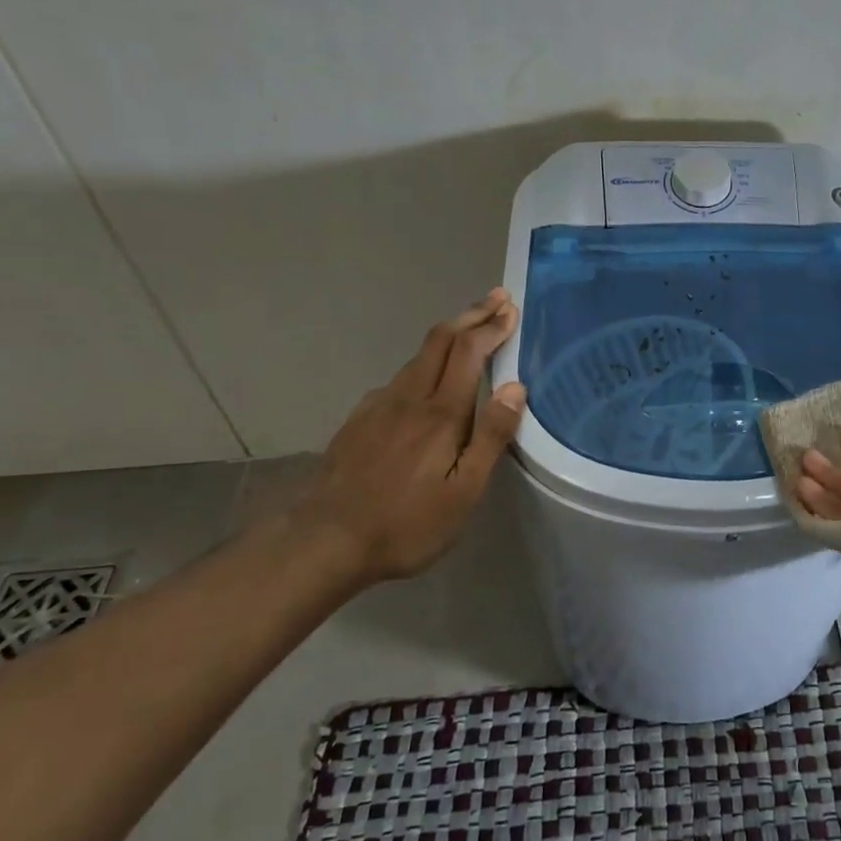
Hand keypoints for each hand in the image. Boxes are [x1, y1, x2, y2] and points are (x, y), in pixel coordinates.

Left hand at [293, 288, 525, 581]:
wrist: (325, 541)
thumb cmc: (407, 523)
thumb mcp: (464, 492)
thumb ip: (491, 437)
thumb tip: (515, 388)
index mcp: (441, 413)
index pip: (469, 352)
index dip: (491, 326)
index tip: (511, 309)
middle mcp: (409, 397)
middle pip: (440, 340)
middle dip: (471, 315)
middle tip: (497, 299)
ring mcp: (379, 406)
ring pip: (418, 357)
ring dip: (448, 337)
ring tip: (470, 333)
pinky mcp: (359, 420)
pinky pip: (398, 379)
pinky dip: (423, 364)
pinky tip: (425, 382)